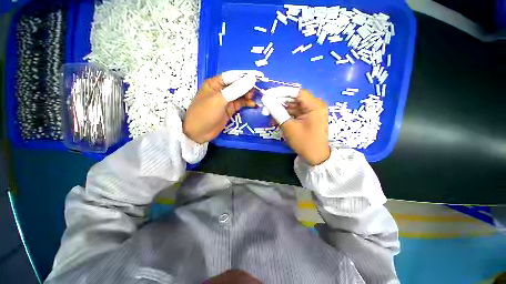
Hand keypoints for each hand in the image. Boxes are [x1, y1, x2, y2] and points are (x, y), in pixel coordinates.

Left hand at [183, 71, 260, 143]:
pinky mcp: (230, 110)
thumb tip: (251, 80)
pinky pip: (240, 104)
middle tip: (254, 92)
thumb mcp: (219, 100)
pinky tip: (252, 105)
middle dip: (246, 87)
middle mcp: (221, 90)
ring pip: (240, 95)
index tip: (255, 79)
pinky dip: (246, 104)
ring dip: (247, 96)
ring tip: (253, 99)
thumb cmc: (205, 113)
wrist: (198, 133)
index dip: (243, 77)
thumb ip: (235, 90)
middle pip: (237, 85)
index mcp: (215, 83)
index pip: (232, 76)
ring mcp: (226, 101)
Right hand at [268, 89, 329, 165]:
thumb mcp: (289, 127)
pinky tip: (276, 120)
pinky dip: (285, 115)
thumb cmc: (304, 142)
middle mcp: (314, 105)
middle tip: (265, 108)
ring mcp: (311, 112)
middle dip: (278, 102)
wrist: (315, 157)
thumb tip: (266, 99)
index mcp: (314, 105)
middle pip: (294, 98)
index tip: (267, 95)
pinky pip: (294, 113)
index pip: (296, 92)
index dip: (280, 92)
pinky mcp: (307, 117)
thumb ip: (277, 111)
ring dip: (280, 110)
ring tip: (268, 115)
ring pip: (292, 106)